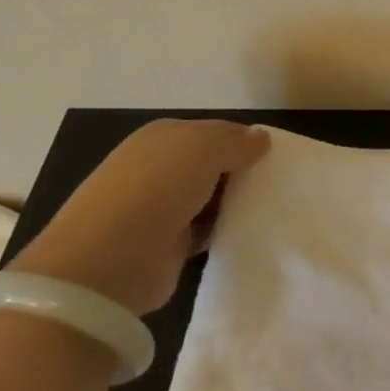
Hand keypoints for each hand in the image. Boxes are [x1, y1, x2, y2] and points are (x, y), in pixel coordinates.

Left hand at [12, 119, 268, 315]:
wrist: (109, 260)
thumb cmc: (158, 187)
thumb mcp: (205, 147)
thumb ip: (237, 141)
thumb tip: (261, 138)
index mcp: (163, 136)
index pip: (216, 130)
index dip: (246, 140)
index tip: (276, 156)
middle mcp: (160, 167)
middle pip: (215, 165)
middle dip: (243, 173)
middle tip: (280, 183)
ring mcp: (162, 207)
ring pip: (212, 198)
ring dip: (237, 203)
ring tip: (274, 209)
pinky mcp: (168, 244)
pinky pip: (208, 230)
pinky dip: (226, 231)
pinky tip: (251, 232)